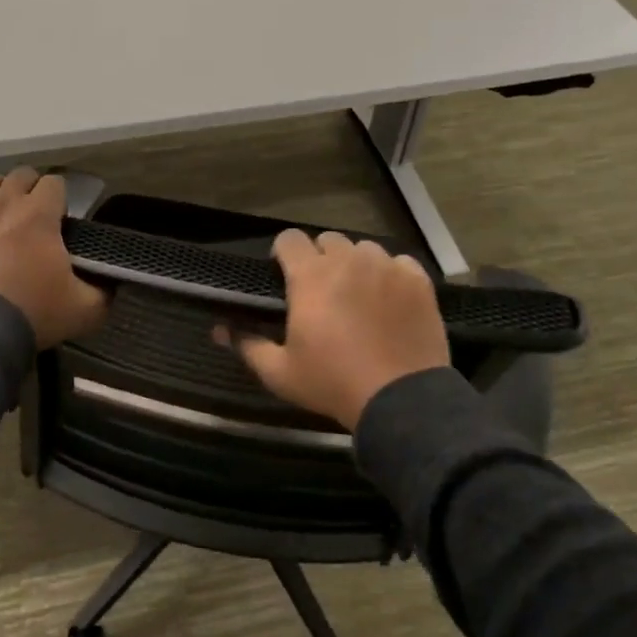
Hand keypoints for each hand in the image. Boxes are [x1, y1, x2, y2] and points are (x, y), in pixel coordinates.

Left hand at [0, 168, 109, 347]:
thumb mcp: (86, 309)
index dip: (60, 198)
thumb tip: (112, 283)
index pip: (55, 184)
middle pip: (20, 176)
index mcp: (40, 214)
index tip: (61, 219)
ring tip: (2, 204)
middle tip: (35, 215)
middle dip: (31, 189)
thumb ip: (104, 291)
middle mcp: (4, 203)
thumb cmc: (34, 313)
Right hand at [227, 230, 449, 430]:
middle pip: (328, 239)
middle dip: (320, 258)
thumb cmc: (332, 382)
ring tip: (358, 294)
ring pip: (364, 249)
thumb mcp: (280, 372)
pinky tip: (389, 300)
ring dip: (356, 264)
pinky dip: (391, 274)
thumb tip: (218, 330)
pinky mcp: (418, 280)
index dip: (283, 252)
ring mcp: (387, 267)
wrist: (400, 398)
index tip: (285, 274)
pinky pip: (399, 262)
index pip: (289, 238)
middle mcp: (348, 260)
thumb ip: (247, 344)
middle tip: (321, 290)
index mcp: (310, 276)